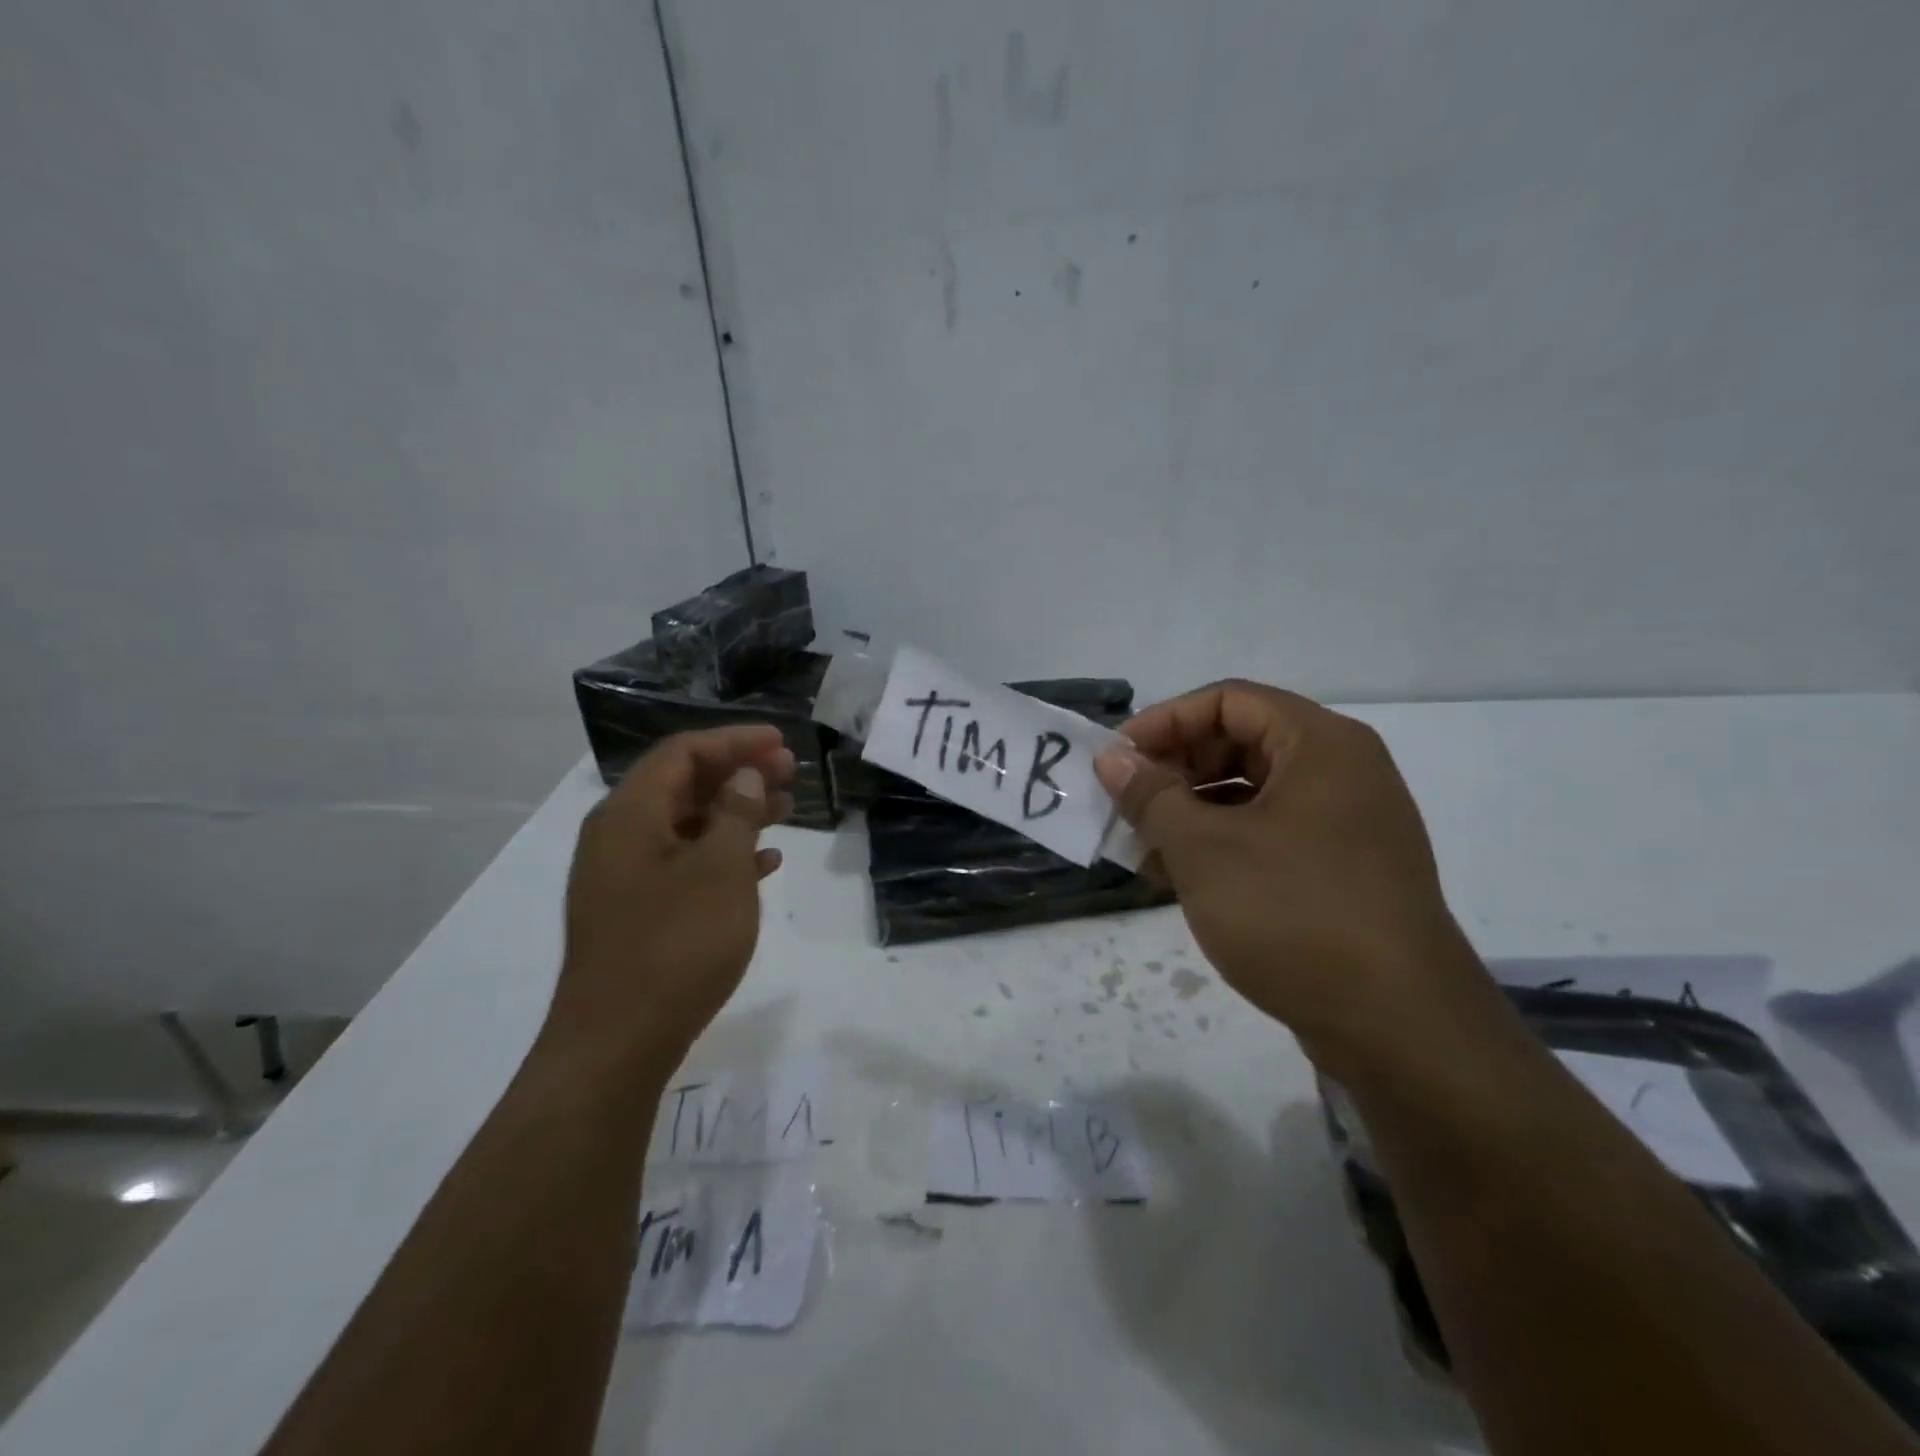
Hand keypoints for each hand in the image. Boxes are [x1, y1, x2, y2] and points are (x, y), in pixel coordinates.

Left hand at [547, 725, 795, 1075]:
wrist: (617, 1043)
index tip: (781, 742)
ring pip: (687, 824)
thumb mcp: (719, 871)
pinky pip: (683, 863)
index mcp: (628, 814)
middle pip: (683, 784)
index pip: (683, 752)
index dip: (735, 741)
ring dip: (737, 813)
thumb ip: (736, 815)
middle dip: (739, 773)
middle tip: (791, 773)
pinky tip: (764, 865)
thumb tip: (745, 777)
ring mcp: (624, 876)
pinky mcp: (636, 910)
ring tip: (787, 813)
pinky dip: (723, 854)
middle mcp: (618, 836)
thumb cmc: (675, 946)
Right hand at [1094, 681, 1500, 1071]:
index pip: (1227, 700)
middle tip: (1126, 805)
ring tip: (1141, 848)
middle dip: (1174, 770)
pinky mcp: (1340, 872)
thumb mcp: (1204, 849)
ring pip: (1249, 794)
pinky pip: (1267, 836)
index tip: (1117, 761)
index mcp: (1320, 745)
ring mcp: (1344, 825)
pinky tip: (1176, 877)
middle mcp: (1339, 773)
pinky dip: (1219, 845)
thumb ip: (1151, 795)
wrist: (1399, 1028)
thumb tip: (1112, 758)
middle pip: (1239, 742)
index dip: (1164, 722)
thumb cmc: (1294, 913)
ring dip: (1189, 813)